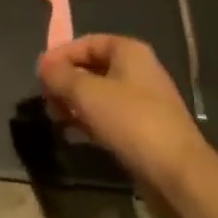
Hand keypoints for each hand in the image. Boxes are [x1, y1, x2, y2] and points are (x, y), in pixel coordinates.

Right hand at [38, 35, 202, 188]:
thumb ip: (60, 75)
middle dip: (66, 81)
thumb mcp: (86, 93)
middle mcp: (139, 71)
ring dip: (76, 103)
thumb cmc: (131, 121)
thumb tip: (43, 65)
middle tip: (46, 99)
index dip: (60, 55)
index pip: (86, 42)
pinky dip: (91, 121)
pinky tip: (75, 134)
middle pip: (93, 68)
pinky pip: (110, 117)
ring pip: (100, 94)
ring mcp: (144, 102)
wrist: (178, 174)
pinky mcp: (145, 130)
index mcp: (129, 52)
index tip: (39, 75)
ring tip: (56, 118)